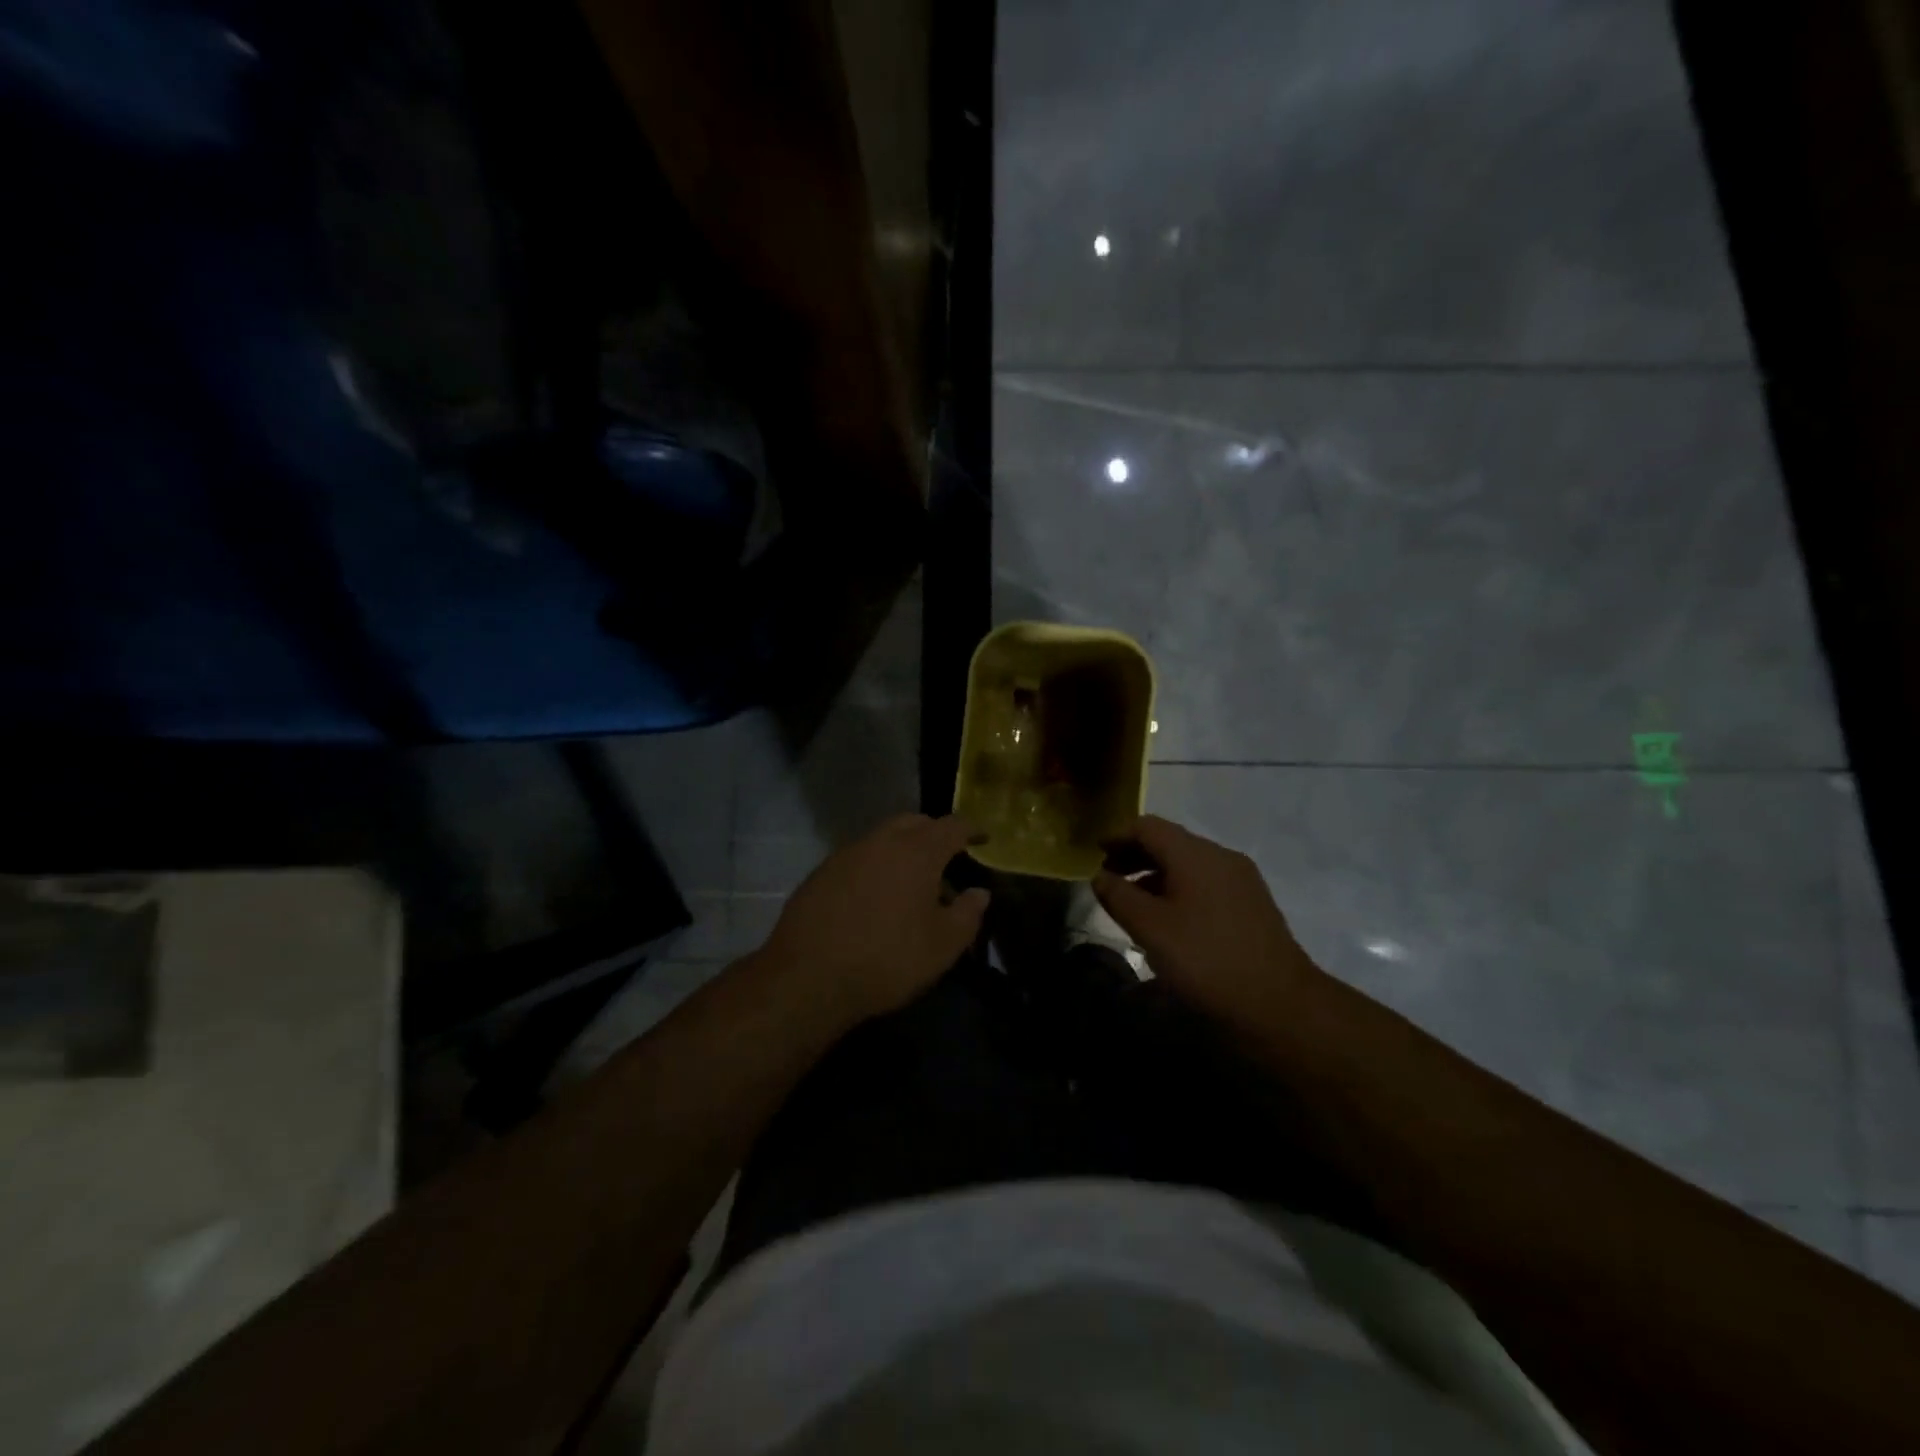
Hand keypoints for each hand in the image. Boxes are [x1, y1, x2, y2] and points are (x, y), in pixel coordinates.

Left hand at [763, 814, 989, 1024]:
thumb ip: (968, 914)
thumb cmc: (888, 959)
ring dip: (902, 849)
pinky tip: (874, 896)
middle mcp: (881, 841)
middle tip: (947, 858)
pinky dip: (874, 866)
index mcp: (917, 852)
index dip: (972, 829)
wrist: (808, 977)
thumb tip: (979, 892)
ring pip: (883, 837)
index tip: (983, 837)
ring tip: (911, 881)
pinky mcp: (821, 872)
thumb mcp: (942, 946)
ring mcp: (846, 853)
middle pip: (914, 822)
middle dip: (934, 833)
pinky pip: (858, 857)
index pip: (952, 826)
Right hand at [1092, 815, 1316, 1029]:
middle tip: (1108, 877)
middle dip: (1135, 854)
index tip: (1095, 853)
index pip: (1147, 826)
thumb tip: (1100, 876)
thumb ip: (1119, 896)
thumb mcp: (1150, 928)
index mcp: (1195, 854)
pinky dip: (1179, 887)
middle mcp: (1220, 856)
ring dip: (1156, 873)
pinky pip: (1206, 881)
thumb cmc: (1206, 960)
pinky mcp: (1252, 904)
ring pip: (1189, 863)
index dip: (1117, 835)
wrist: (1280, 1003)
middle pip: (1169, 841)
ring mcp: (1241, 879)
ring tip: (1133, 901)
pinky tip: (1169, 917)